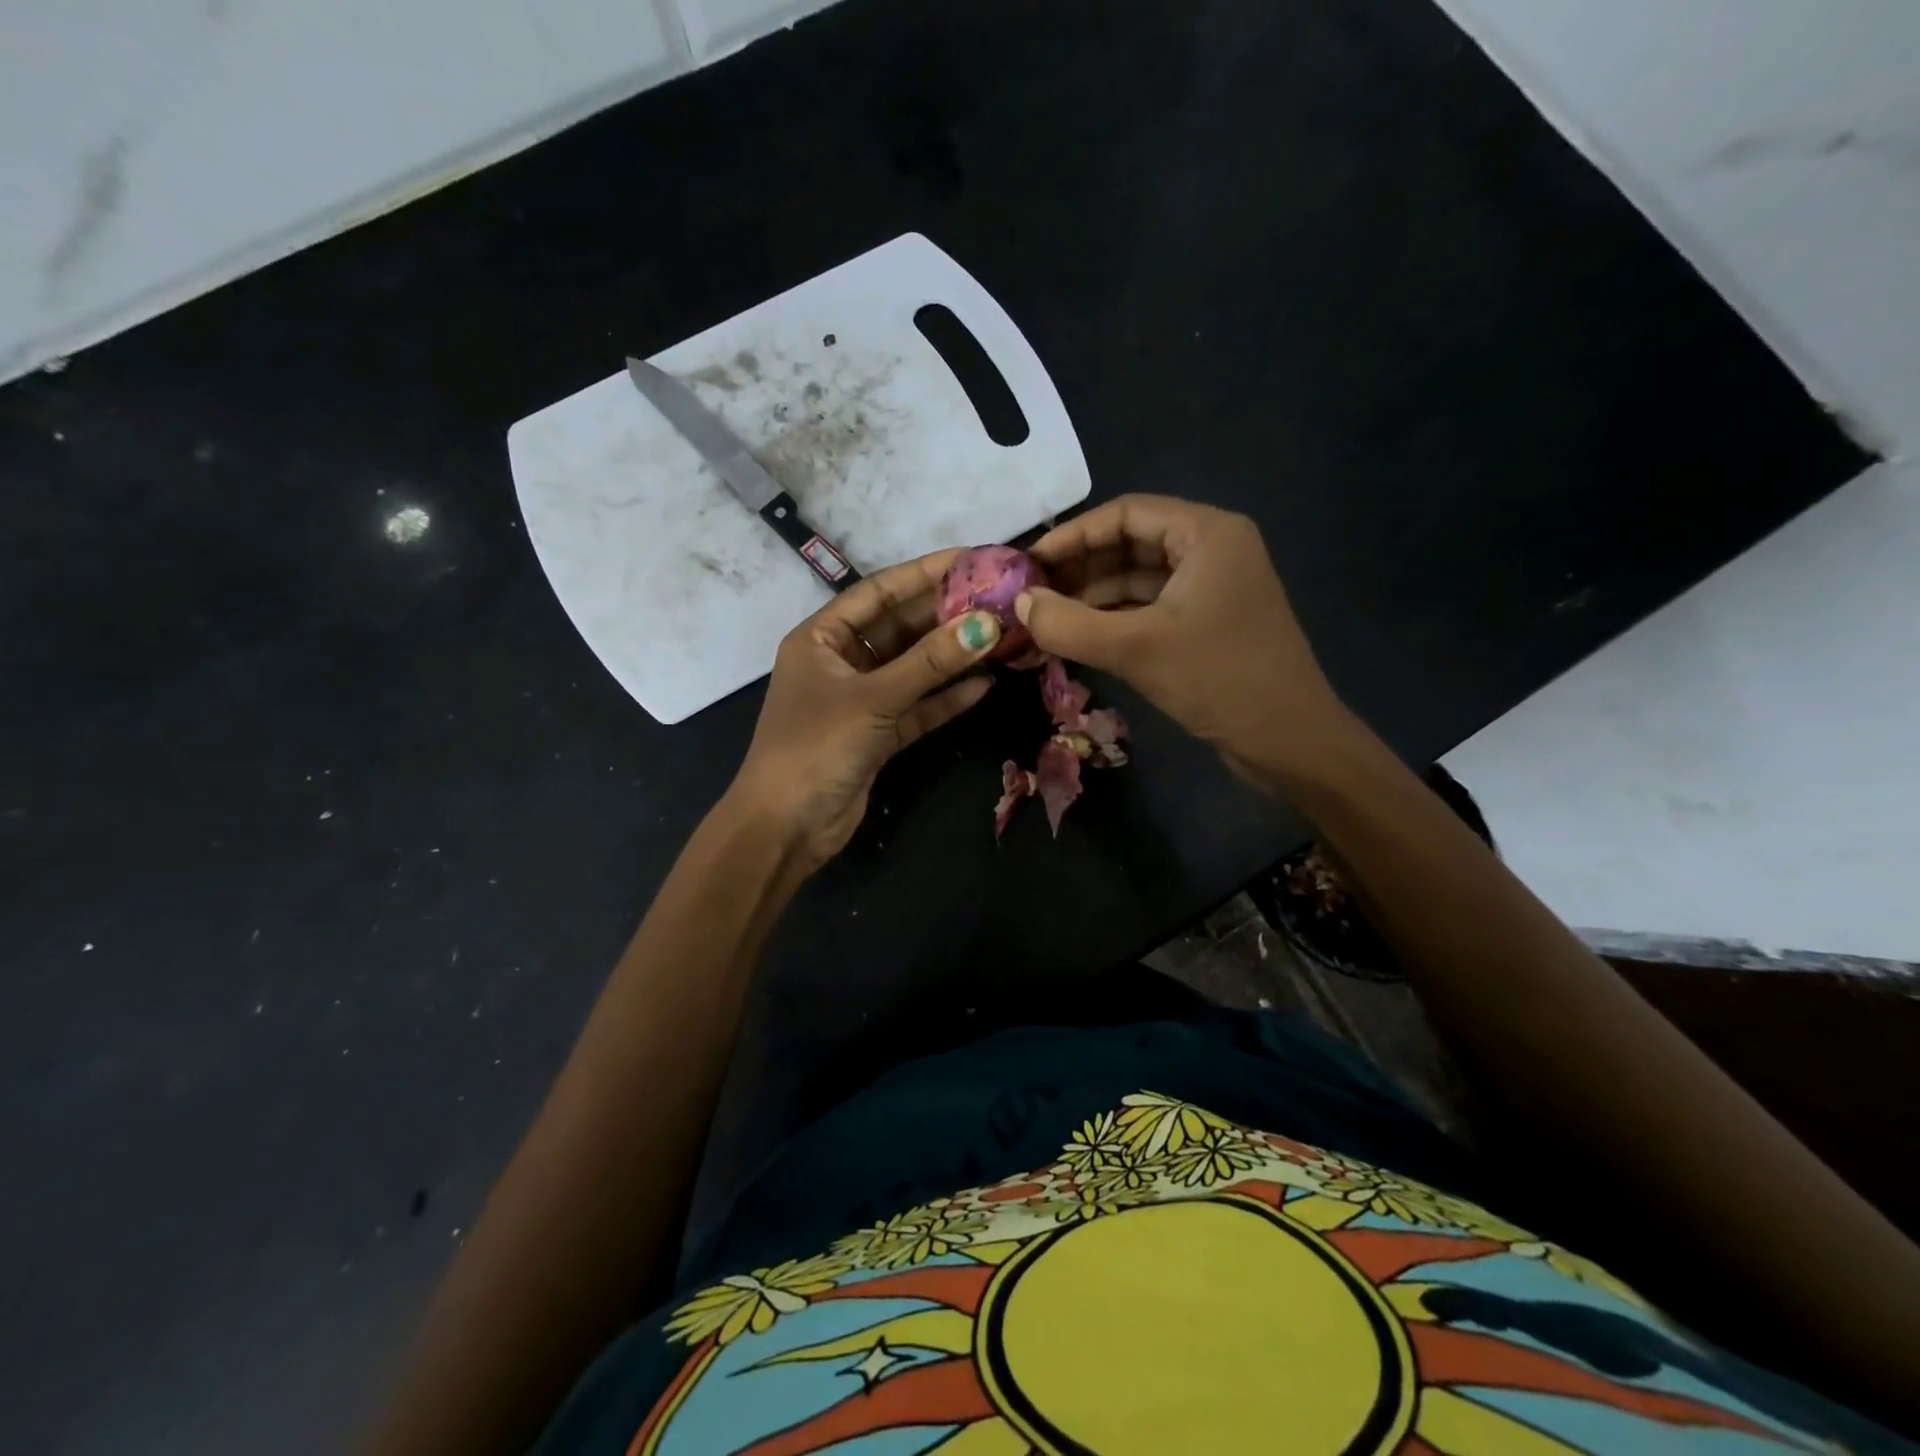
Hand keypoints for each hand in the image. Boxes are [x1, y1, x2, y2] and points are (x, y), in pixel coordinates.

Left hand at [729, 550, 1000, 868]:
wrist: (786, 828)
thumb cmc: (816, 747)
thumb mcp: (873, 699)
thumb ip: (930, 663)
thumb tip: (988, 625)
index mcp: (822, 638)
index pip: (879, 592)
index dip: (925, 574)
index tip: (973, 559)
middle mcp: (841, 661)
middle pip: (900, 628)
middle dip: (946, 615)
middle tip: (998, 599)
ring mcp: (860, 699)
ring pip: (913, 668)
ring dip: (952, 656)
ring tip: (1001, 636)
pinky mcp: (877, 734)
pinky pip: (916, 706)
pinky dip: (945, 698)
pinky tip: (984, 684)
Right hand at [1018, 494, 1350, 781]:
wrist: (1290, 742)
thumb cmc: (1219, 679)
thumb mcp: (1135, 648)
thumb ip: (1068, 624)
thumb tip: (1018, 604)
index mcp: (1207, 533)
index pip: (1125, 512)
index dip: (1073, 535)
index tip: (1029, 563)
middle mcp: (1213, 550)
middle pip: (1131, 542)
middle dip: (1081, 567)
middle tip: (1033, 594)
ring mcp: (1213, 588)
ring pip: (1139, 578)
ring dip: (1094, 596)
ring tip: (1048, 619)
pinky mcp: (1209, 623)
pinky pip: (1152, 607)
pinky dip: (1115, 619)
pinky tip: (1081, 638)